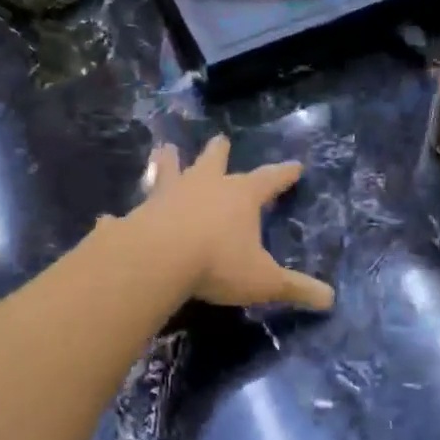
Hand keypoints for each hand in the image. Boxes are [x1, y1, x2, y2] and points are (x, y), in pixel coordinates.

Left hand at [138, 137, 335, 310]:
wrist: (159, 259)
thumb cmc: (218, 264)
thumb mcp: (264, 281)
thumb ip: (296, 288)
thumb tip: (331, 300)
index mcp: (239, 197)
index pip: (269, 180)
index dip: (283, 174)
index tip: (295, 166)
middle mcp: (203, 187)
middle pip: (214, 162)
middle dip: (219, 153)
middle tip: (220, 139)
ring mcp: (166, 197)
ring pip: (168, 171)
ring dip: (167, 162)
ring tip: (164, 149)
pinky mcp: (136, 215)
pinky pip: (127, 215)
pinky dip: (119, 218)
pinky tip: (108, 218)